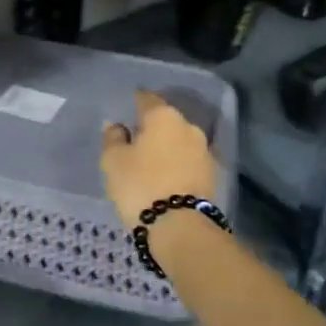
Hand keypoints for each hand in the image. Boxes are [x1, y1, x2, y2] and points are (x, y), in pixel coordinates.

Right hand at [101, 91, 217, 230]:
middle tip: (135, 140)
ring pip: (179, 141)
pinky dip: (176, 164)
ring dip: (166, 147)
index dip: (135, 101)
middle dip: (152, 127)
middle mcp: (188, 126)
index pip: (147, 99)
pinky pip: (188, 161)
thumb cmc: (140, 185)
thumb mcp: (113, 161)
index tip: (126, 108)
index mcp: (163, 117)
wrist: (179, 226)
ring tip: (150, 162)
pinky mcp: (212, 174)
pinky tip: (165, 176)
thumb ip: (113, 138)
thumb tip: (117, 126)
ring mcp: (204, 150)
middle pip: (166, 120)